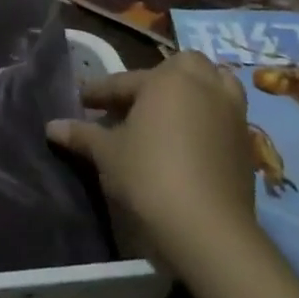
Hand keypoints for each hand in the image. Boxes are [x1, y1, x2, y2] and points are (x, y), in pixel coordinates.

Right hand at [45, 52, 260, 274]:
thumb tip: (51, 126)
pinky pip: (224, 115)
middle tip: (133, 102)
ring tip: (169, 112)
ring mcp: (231, 113)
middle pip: (180, 69)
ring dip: (192, 92)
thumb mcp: (107, 154)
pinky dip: (207, 117)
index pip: (124, 81)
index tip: (82, 101)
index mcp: (167, 80)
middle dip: (157, 79)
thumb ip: (82, 134)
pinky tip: (188, 139)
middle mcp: (204, 86)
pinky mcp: (247, 143)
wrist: (208, 229)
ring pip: (213, 85)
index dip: (99, 92)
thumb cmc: (149, 176)